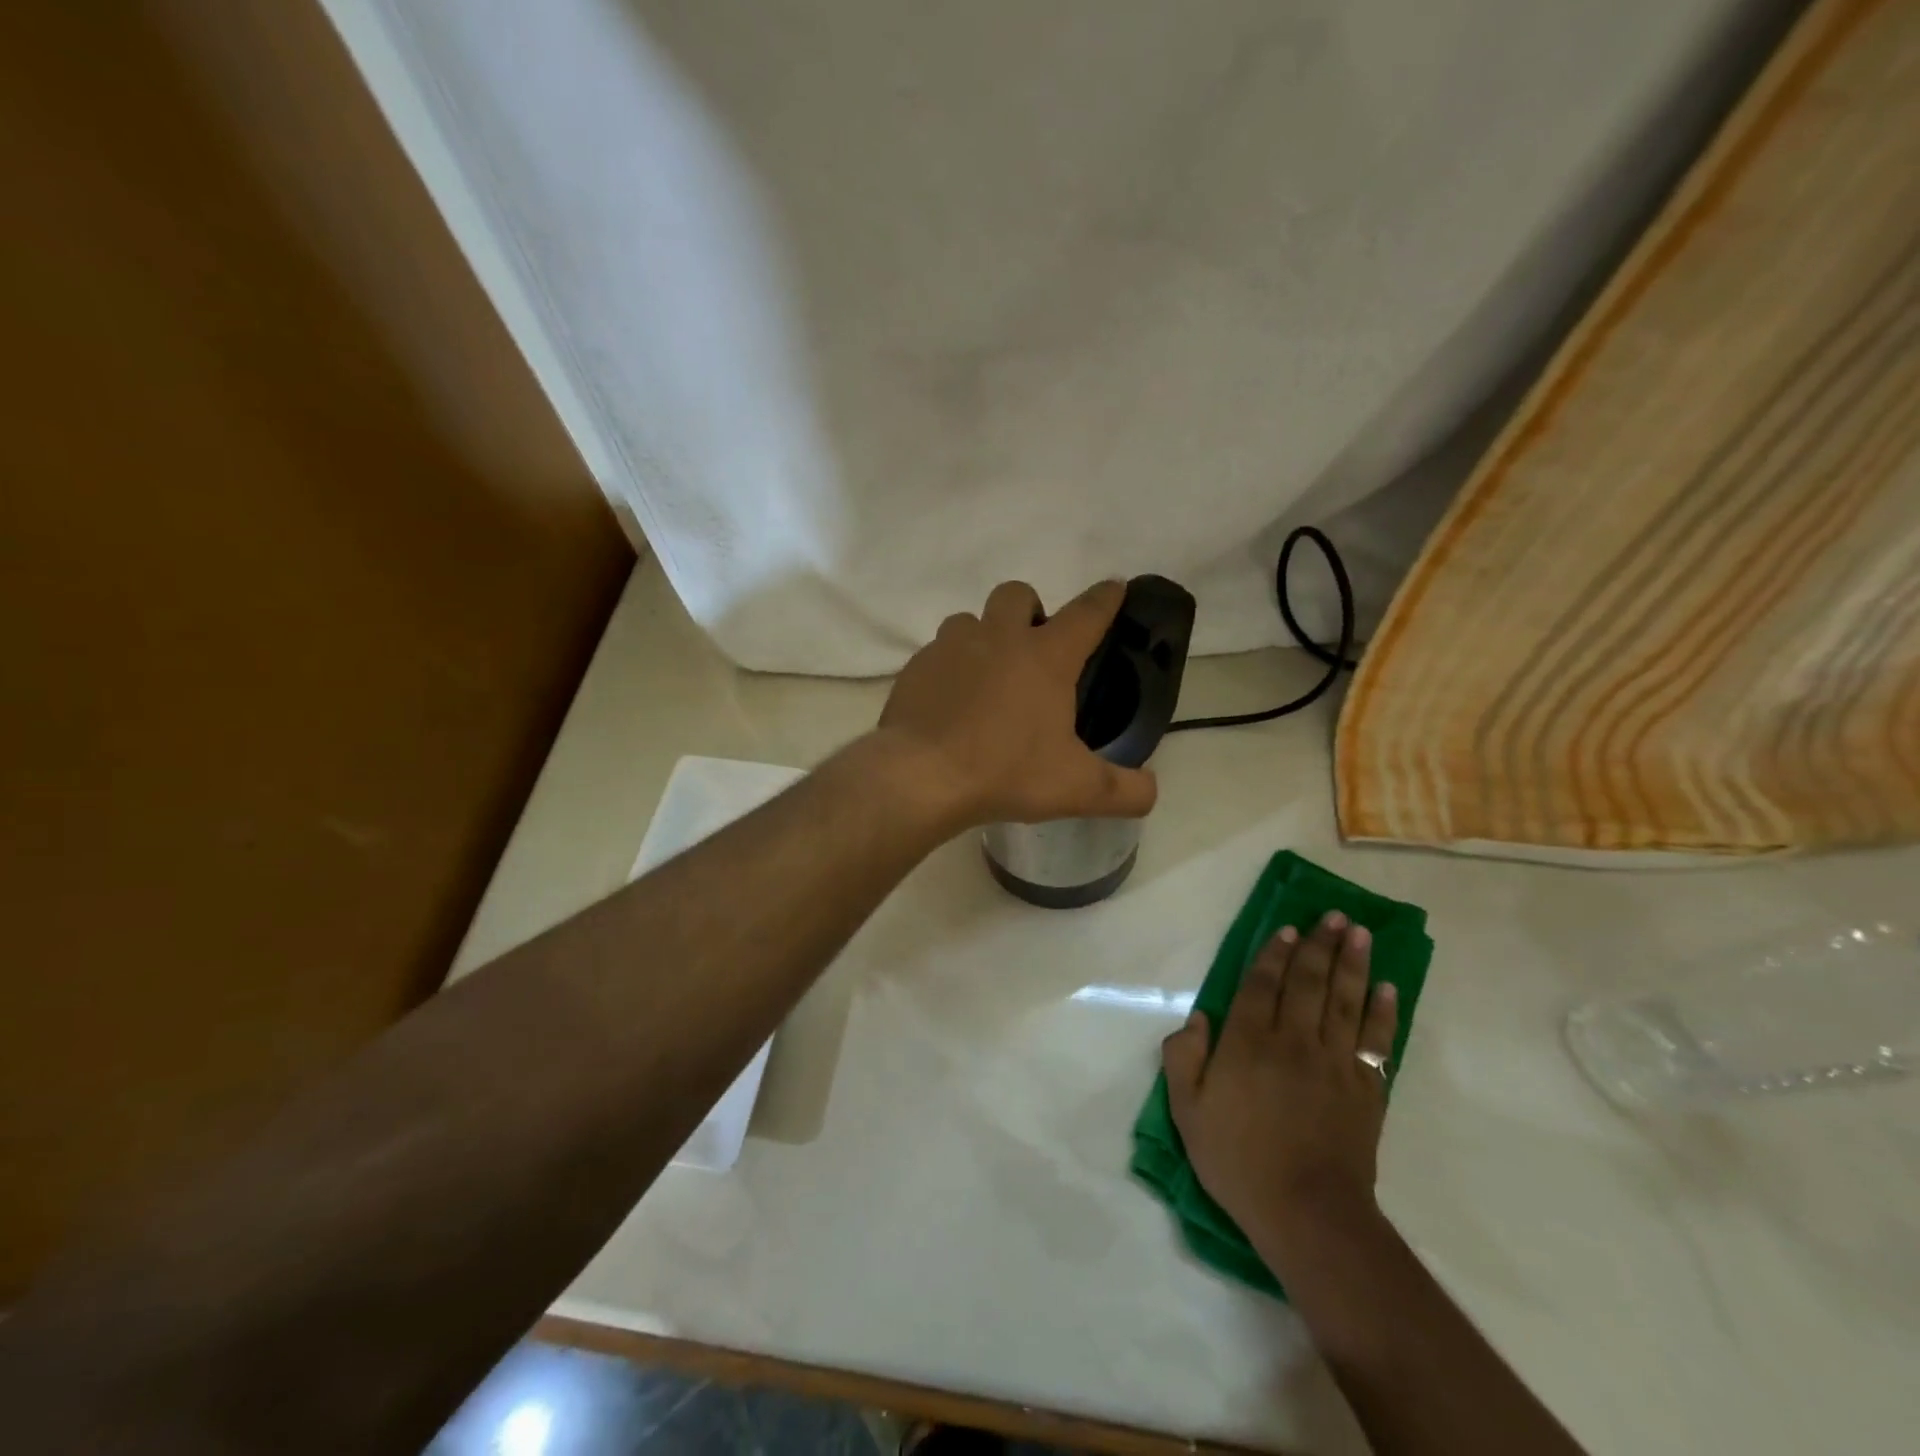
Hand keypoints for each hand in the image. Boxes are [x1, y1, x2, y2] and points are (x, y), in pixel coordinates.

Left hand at [874, 579, 1158, 828]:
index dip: (1106, 598)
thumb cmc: (1006, 772)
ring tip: (988, 677)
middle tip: (1034, 650)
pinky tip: (950, 702)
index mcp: (1046, 657)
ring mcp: (951, 647)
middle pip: (1018, 594)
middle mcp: (998, 638)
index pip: (1088, 613)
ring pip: (970, 620)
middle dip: (1031, 610)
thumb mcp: (1076, 789)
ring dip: (984, 636)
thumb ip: (1124, 791)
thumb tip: (1151, 791)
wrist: (920, 777)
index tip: (1115, 587)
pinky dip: (950, 668)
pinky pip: (937, 653)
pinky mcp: (916, 667)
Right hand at [1161, 913, 1397, 1271]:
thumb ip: (1183, 1058)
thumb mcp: (1187, 1111)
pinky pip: (1375, 1039)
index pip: (1261, 984)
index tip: (1287, 928)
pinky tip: (1387, 988)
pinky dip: (1382, 1012)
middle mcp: (1293, 1040)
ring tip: (1359, 933)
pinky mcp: (1366, 1088)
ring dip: (1352, 963)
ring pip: (1343, 1000)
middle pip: (1308, 982)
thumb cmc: (1239, 1160)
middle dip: (1319, 945)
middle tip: (1333, 915)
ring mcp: (1334, 1062)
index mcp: (1248, 1042)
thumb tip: (1198, 1018)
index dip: (1274, 953)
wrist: (1307, 1212)